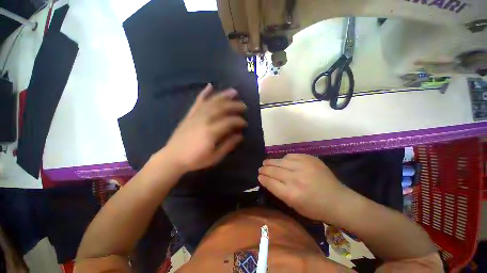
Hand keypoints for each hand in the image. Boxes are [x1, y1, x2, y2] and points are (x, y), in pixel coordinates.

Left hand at [163, 84, 247, 172]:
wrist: (172, 157)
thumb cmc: (195, 159)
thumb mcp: (215, 157)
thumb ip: (228, 145)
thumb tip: (240, 136)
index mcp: (211, 132)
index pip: (229, 121)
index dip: (239, 121)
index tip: (245, 124)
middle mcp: (204, 120)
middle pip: (222, 108)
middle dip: (235, 106)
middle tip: (244, 106)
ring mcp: (196, 115)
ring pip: (212, 102)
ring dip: (224, 95)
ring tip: (234, 92)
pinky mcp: (190, 114)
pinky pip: (198, 101)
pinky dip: (204, 93)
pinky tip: (210, 86)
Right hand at [258, 154, 345, 220]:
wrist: (338, 200)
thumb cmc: (315, 208)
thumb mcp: (294, 206)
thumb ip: (279, 192)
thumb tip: (267, 180)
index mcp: (291, 194)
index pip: (270, 182)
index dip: (262, 178)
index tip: (259, 176)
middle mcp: (296, 178)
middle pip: (273, 170)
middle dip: (264, 169)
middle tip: (260, 168)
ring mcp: (303, 166)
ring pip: (281, 161)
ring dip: (271, 161)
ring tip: (266, 162)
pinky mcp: (310, 159)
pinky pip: (291, 155)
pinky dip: (284, 158)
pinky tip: (282, 160)